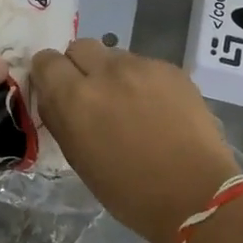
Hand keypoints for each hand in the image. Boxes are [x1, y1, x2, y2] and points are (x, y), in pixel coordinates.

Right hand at [30, 40, 241, 242]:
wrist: (196, 195)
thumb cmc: (129, 192)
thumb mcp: (79, 159)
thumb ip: (61, 119)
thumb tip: (54, 98)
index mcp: (74, 98)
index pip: (46, 60)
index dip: (49, 74)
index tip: (58, 89)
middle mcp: (105, 72)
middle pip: (80, 47)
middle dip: (80, 66)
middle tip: (93, 94)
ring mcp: (141, 66)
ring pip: (115, 56)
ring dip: (113, 74)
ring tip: (130, 104)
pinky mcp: (171, 69)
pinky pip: (145, 65)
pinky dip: (143, 82)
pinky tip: (158, 109)